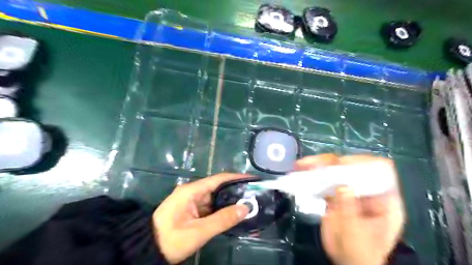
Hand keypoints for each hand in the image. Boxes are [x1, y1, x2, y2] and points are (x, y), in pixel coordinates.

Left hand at [154, 174, 250, 262]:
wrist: (147, 249)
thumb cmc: (171, 239)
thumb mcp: (198, 231)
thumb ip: (222, 220)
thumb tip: (245, 208)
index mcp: (192, 191)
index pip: (218, 179)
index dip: (236, 177)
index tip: (252, 179)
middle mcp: (192, 191)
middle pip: (218, 187)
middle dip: (235, 190)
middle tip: (253, 194)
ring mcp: (191, 201)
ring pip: (215, 197)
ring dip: (229, 200)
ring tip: (248, 202)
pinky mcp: (191, 209)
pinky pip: (210, 206)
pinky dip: (221, 209)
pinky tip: (233, 212)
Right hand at [294, 154, 405, 264]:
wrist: (346, 262)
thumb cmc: (361, 252)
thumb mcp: (357, 234)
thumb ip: (350, 210)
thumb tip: (342, 186)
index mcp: (383, 198)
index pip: (380, 169)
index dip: (363, 162)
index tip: (343, 164)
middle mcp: (365, 190)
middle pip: (352, 167)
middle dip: (332, 163)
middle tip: (314, 164)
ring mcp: (348, 191)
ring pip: (334, 171)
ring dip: (317, 166)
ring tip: (301, 165)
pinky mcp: (334, 196)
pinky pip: (323, 182)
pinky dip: (311, 177)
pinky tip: (300, 174)